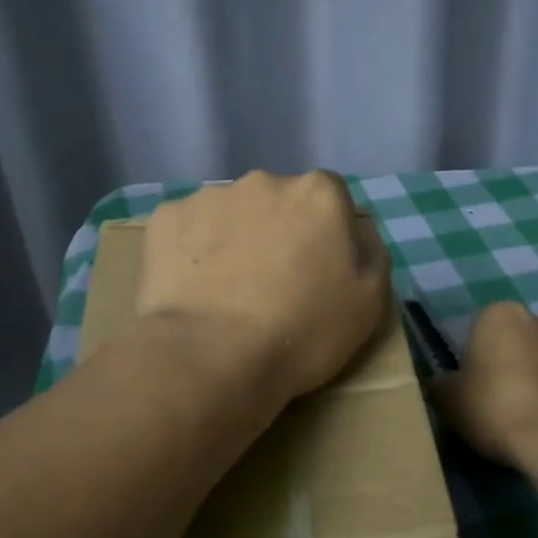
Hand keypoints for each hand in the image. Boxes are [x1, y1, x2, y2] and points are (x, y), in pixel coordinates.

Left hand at [136, 170, 391, 406]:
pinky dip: (191, 250)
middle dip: (278, 230)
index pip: (331, 198)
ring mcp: (210, 196)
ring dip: (233, 238)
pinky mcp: (166, 217)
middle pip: (278, 201)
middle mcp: (264, 181)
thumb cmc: (303, 332)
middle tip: (270, 282)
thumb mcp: (370, 302)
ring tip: (225, 290)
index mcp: (318, 193)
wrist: (212, 357)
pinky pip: (187, 228)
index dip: (326, 234)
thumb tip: (355, 229)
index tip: (317, 271)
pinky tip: (192, 288)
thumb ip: (370, 251)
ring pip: (231, 212)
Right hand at [435, 301, 537, 469]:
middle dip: (506, 365)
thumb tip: (442, 385)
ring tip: (523, 420)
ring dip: (534, 380)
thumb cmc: (494, 407)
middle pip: (513, 342)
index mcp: (500, 314)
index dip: (473, 359)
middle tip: (493, 403)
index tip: (471, 387)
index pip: (478, 329)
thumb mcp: (448, 399)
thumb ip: (441, 384)